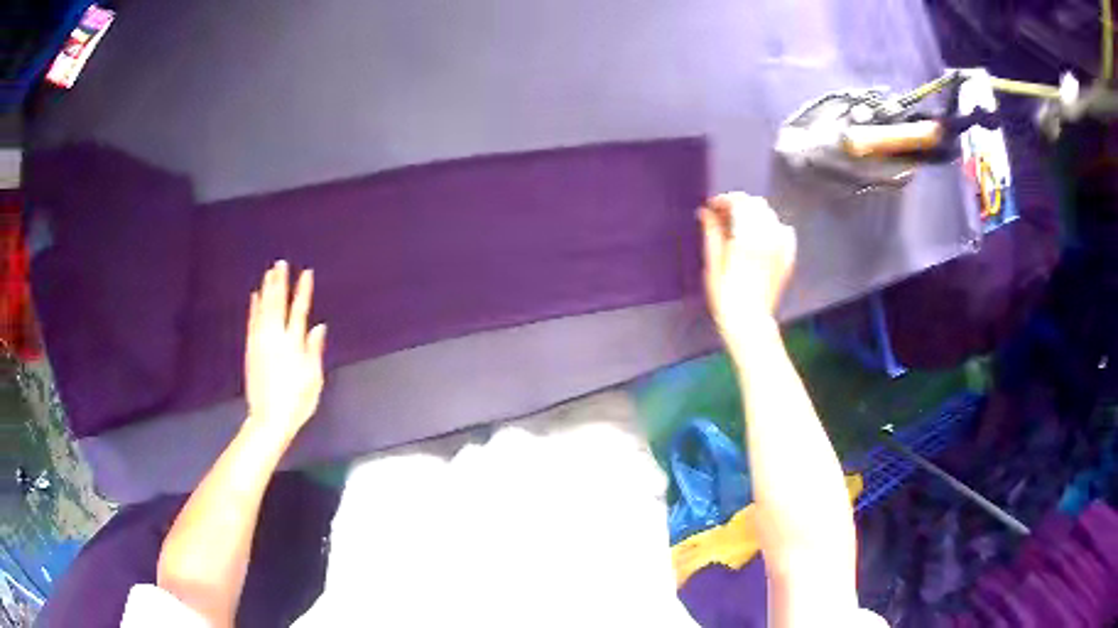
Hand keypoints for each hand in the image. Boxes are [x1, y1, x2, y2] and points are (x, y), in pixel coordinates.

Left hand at [244, 260, 326, 439]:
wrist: (269, 419)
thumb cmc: (297, 401)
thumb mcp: (313, 379)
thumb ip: (314, 350)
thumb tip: (319, 326)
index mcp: (293, 344)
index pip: (299, 311)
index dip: (303, 291)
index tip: (306, 273)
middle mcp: (275, 337)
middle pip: (277, 304)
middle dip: (280, 282)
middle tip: (280, 263)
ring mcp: (260, 342)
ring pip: (263, 309)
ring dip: (266, 289)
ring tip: (269, 273)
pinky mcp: (251, 349)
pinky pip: (252, 321)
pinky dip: (254, 307)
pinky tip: (255, 297)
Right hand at [700, 193, 795, 335]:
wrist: (749, 322)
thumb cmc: (725, 296)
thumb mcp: (712, 265)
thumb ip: (711, 234)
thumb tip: (705, 212)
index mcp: (746, 238)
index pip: (739, 203)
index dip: (724, 200)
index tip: (712, 208)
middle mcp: (768, 237)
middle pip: (756, 204)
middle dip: (739, 205)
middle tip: (725, 216)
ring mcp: (781, 247)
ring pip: (770, 215)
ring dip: (755, 214)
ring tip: (742, 226)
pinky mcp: (788, 257)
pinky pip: (785, 231)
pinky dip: (773, 227)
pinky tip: (763, 237)